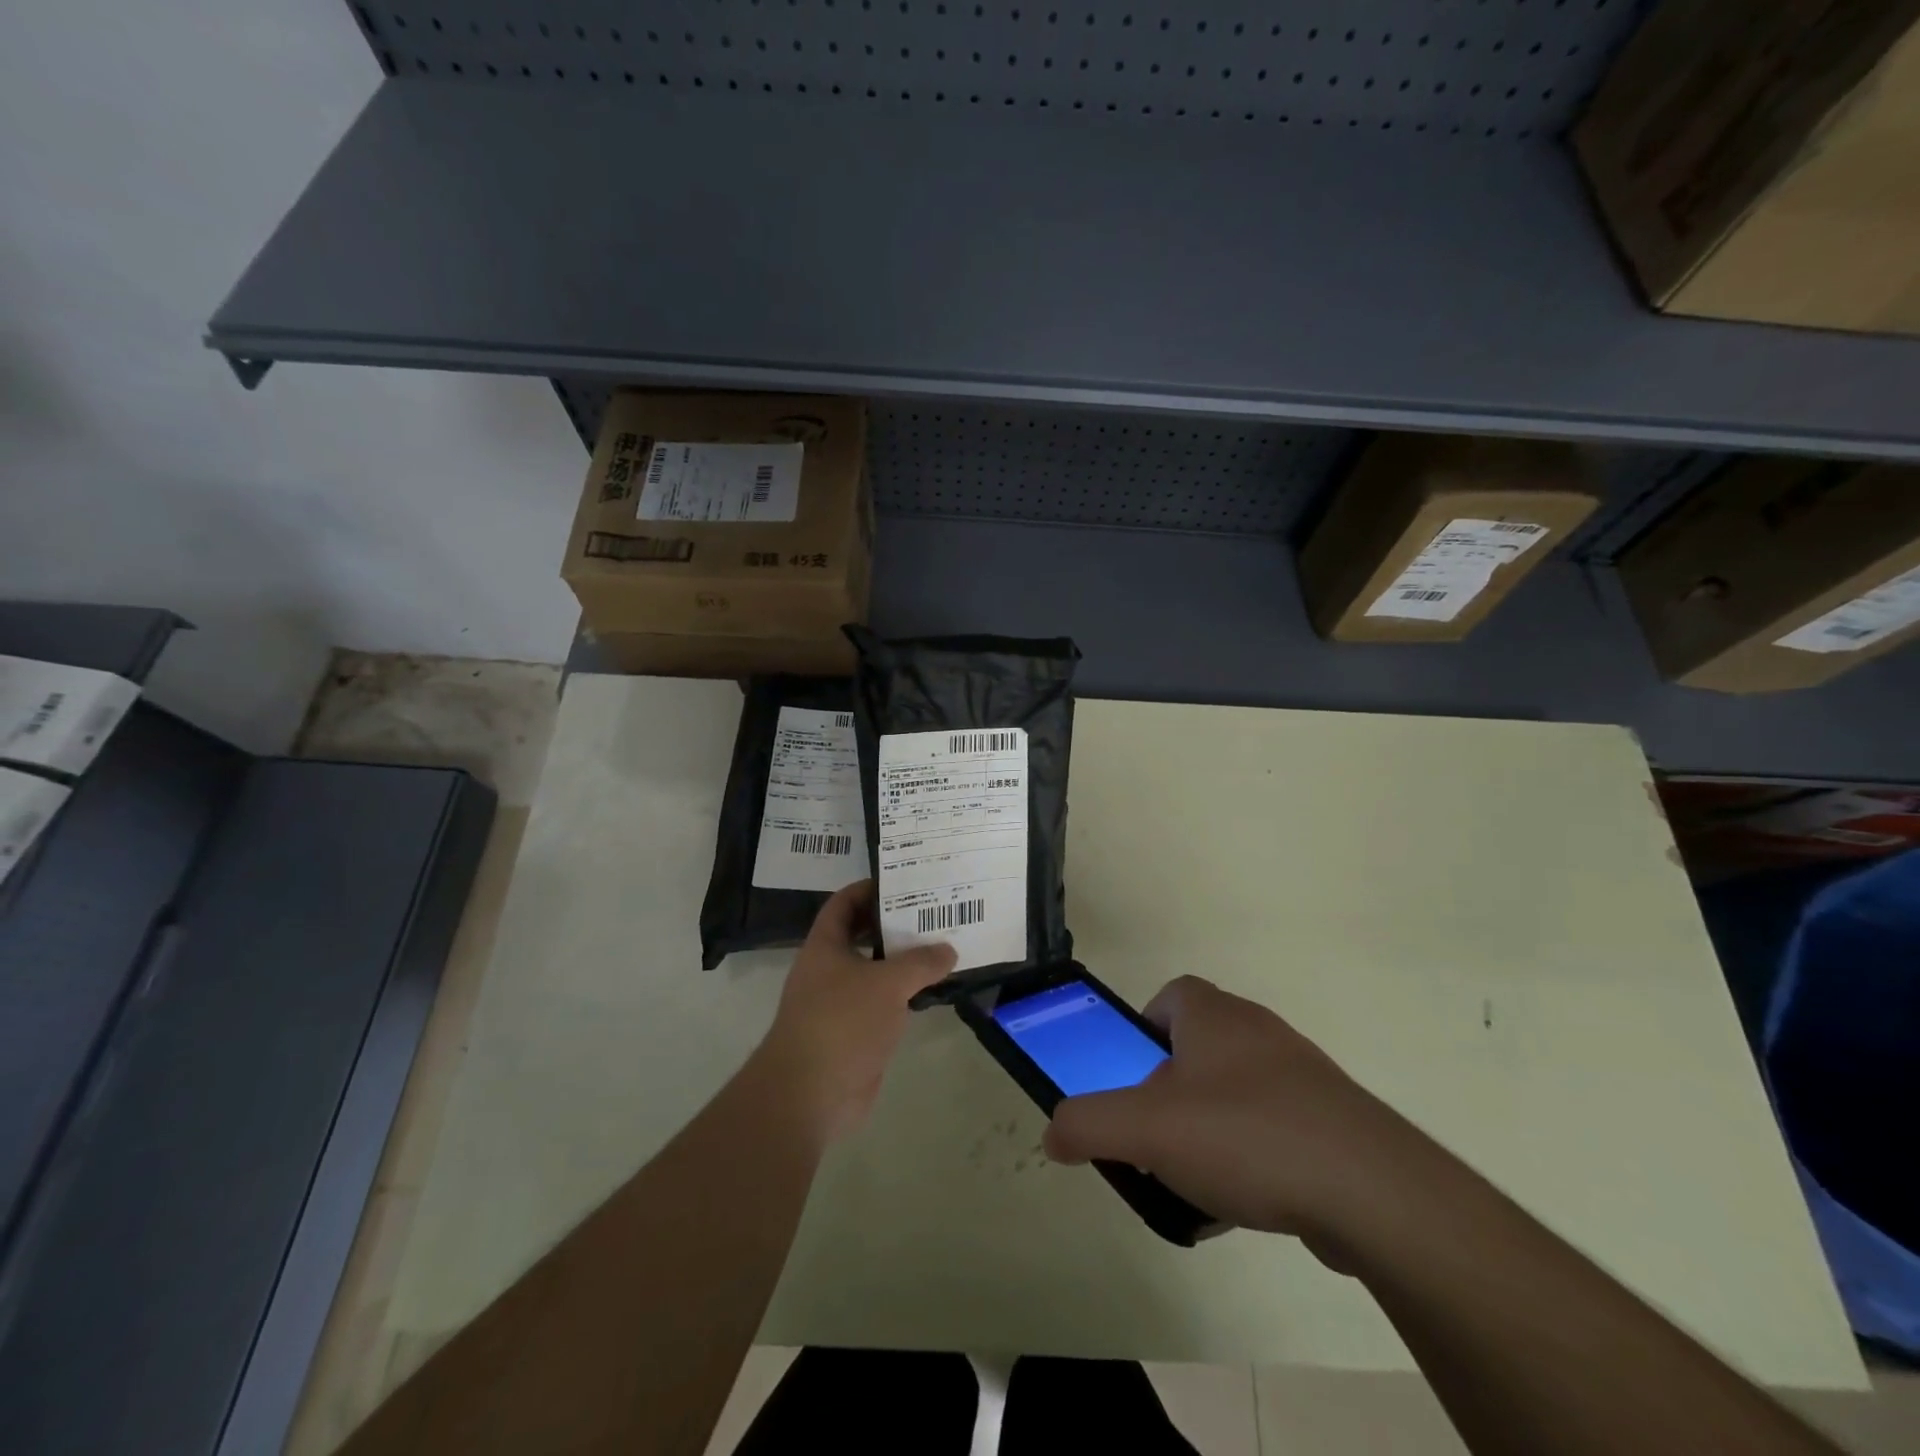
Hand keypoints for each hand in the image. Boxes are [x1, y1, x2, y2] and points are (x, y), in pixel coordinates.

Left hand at [755, 880, 956, 1142]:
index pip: (844, 903)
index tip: (903, 881)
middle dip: (894, 924)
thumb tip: (948, 950)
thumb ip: (920, 962)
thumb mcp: (887, 983)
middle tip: (933, 912)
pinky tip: (933, 990)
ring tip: (942, 946)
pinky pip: (884, 1004)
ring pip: (876, 971)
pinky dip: (905, 995)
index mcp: (825, 946)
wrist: (810, 1094)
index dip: (869, 888)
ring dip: (904, 961)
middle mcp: (829, 969)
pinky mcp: (855, 1033)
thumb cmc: (842, 1022)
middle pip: (862, 935)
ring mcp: (840, 1003)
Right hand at [1043, 976, 1417, 1250]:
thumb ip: (1087, 1125)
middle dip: (1171, 1088)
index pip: (1170, 997)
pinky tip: (1246, 1201)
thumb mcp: (1146, 1129)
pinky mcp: (1334, 1119)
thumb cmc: (1245, 1135)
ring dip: (1211, 1126)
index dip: (1143, 1031)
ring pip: (1237, 1090)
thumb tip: (1053, 1133)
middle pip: (1199, 1047)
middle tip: (1157, 1134)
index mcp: (1214, 1016)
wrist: (1372, 1190)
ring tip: (1197, 1177)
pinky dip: (1253, 1155)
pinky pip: (1275, 1127)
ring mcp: (1303, 1074)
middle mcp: (1258, 1030)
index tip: (1133, 1079)